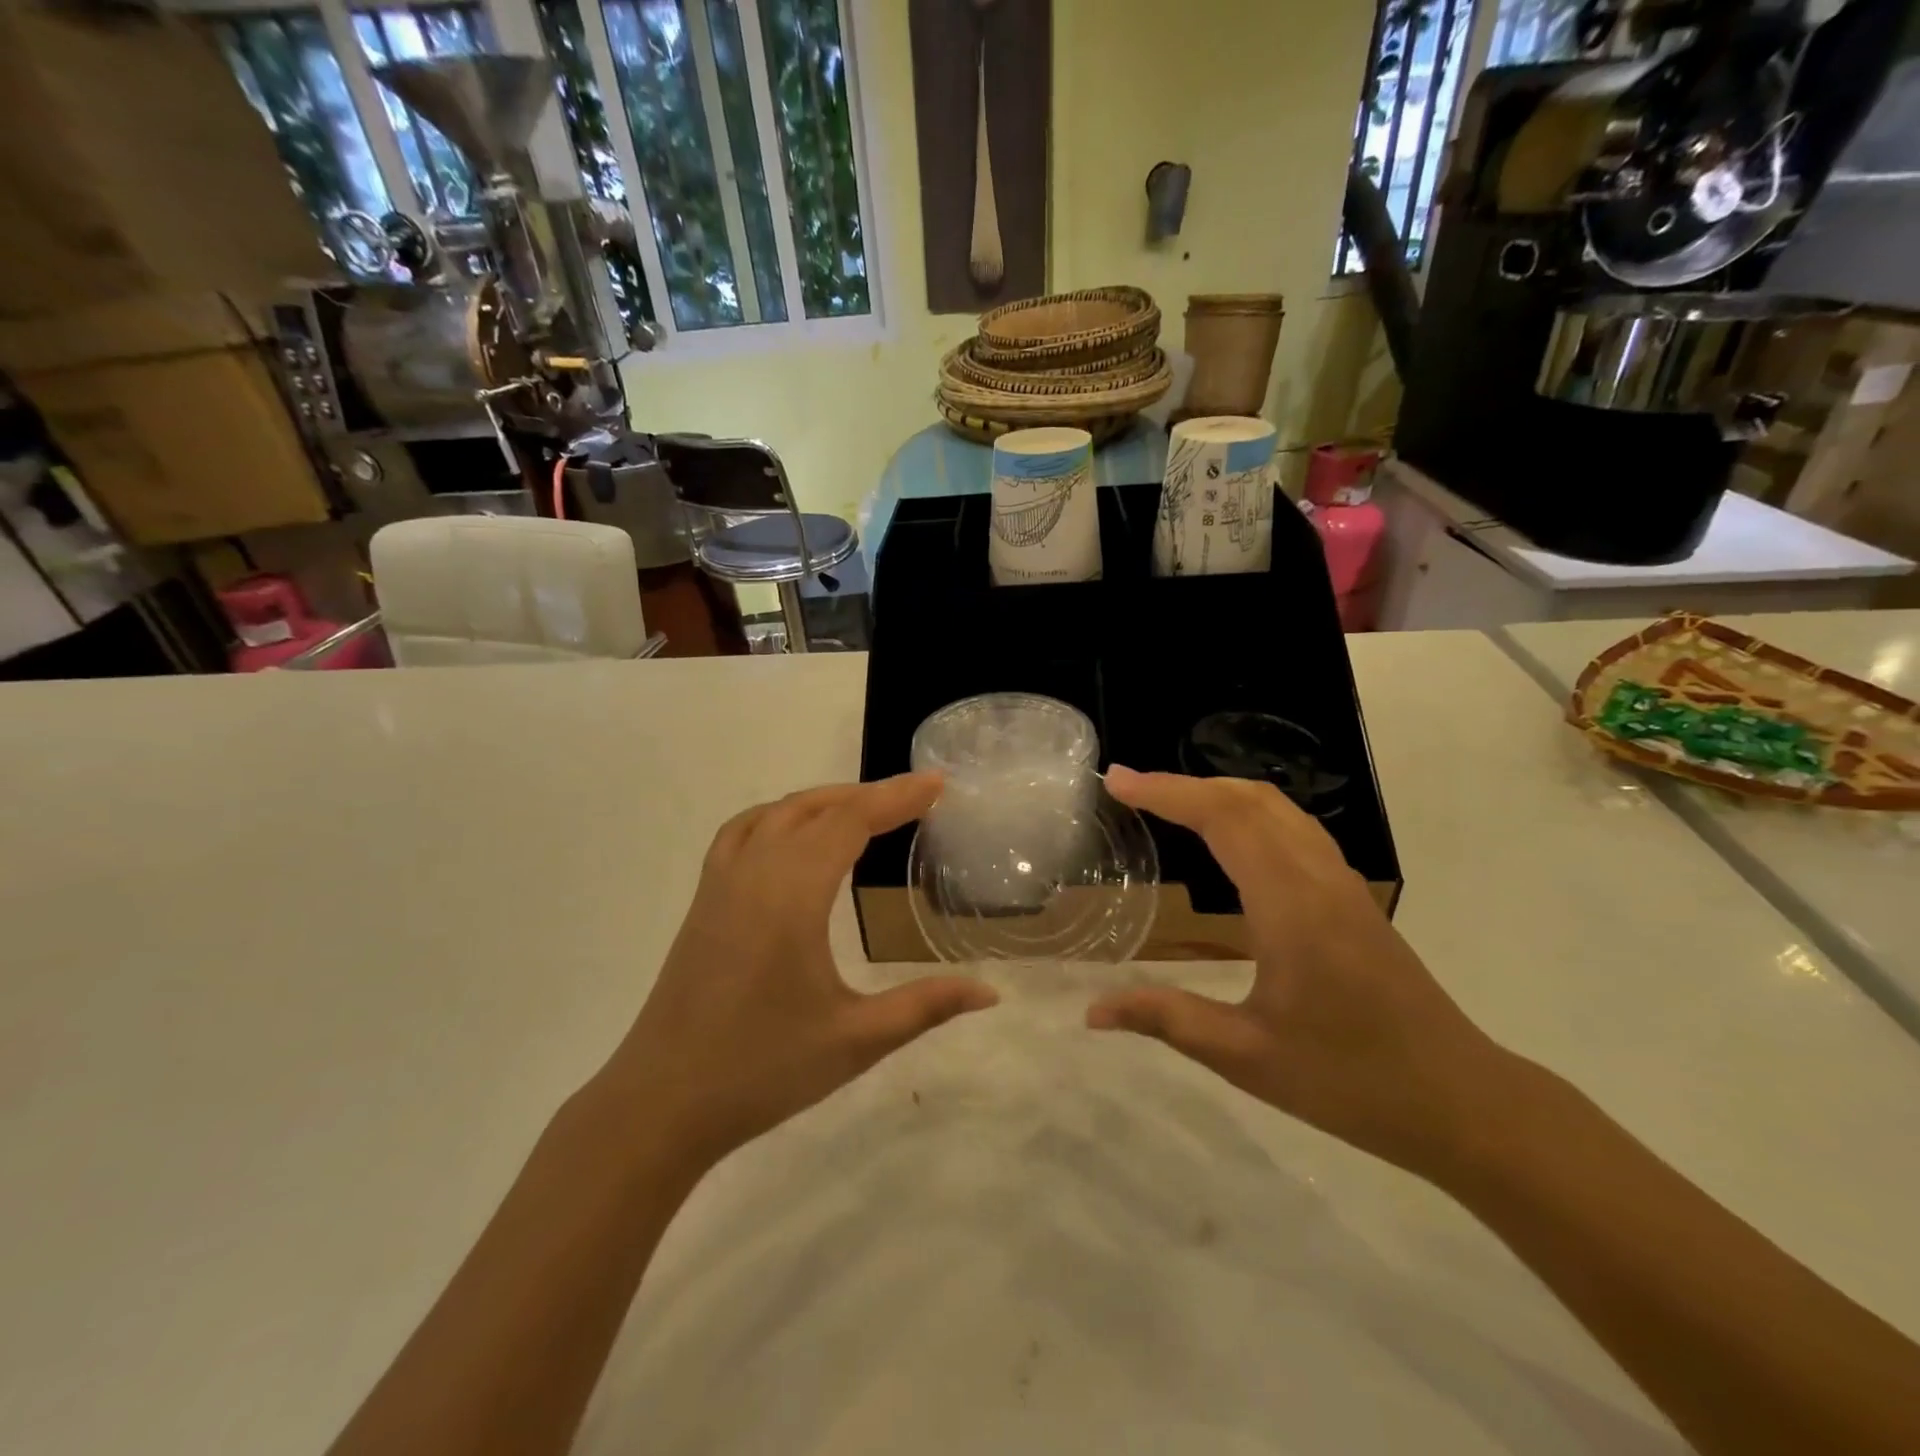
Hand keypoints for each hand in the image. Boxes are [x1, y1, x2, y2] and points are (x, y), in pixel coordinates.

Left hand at [604, 774, 997, 1171]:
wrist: (661, 1102)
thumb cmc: (762, 1070)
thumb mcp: (856, 1041)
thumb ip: (925, 1006)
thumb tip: (990, 992)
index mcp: (792, 896)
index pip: (851, 822)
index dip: (896, 797)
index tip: (937, 783)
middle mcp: (754, 873)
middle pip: (817, 808)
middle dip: (870, 795)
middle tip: (917, 796)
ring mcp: (721, 883)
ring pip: (777, 813)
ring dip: (825, 800)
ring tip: (866, 809)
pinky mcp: (703, 900)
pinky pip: (743, 832)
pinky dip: (779, 815)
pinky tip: (793, 835)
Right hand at [1088, 767, 1510, 1175]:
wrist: (1461, 1100)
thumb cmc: (1350, 1080)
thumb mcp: (1247, 1057)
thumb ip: (1167, 1020)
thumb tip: (1093, 1010)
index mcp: (1290, 906)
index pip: (1222, 819)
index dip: (1166, 792)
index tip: (1117, 781)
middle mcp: (1318, 878)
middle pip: (1249, 798)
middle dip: (1185, 784)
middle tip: (1131, 788)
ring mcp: (1342, 884)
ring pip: (1278, 807)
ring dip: (1219, 792)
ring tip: (1170, 802)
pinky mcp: (1353, 898)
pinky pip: (1295, 828)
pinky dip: (1250, 811)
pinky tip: (1231, 838)